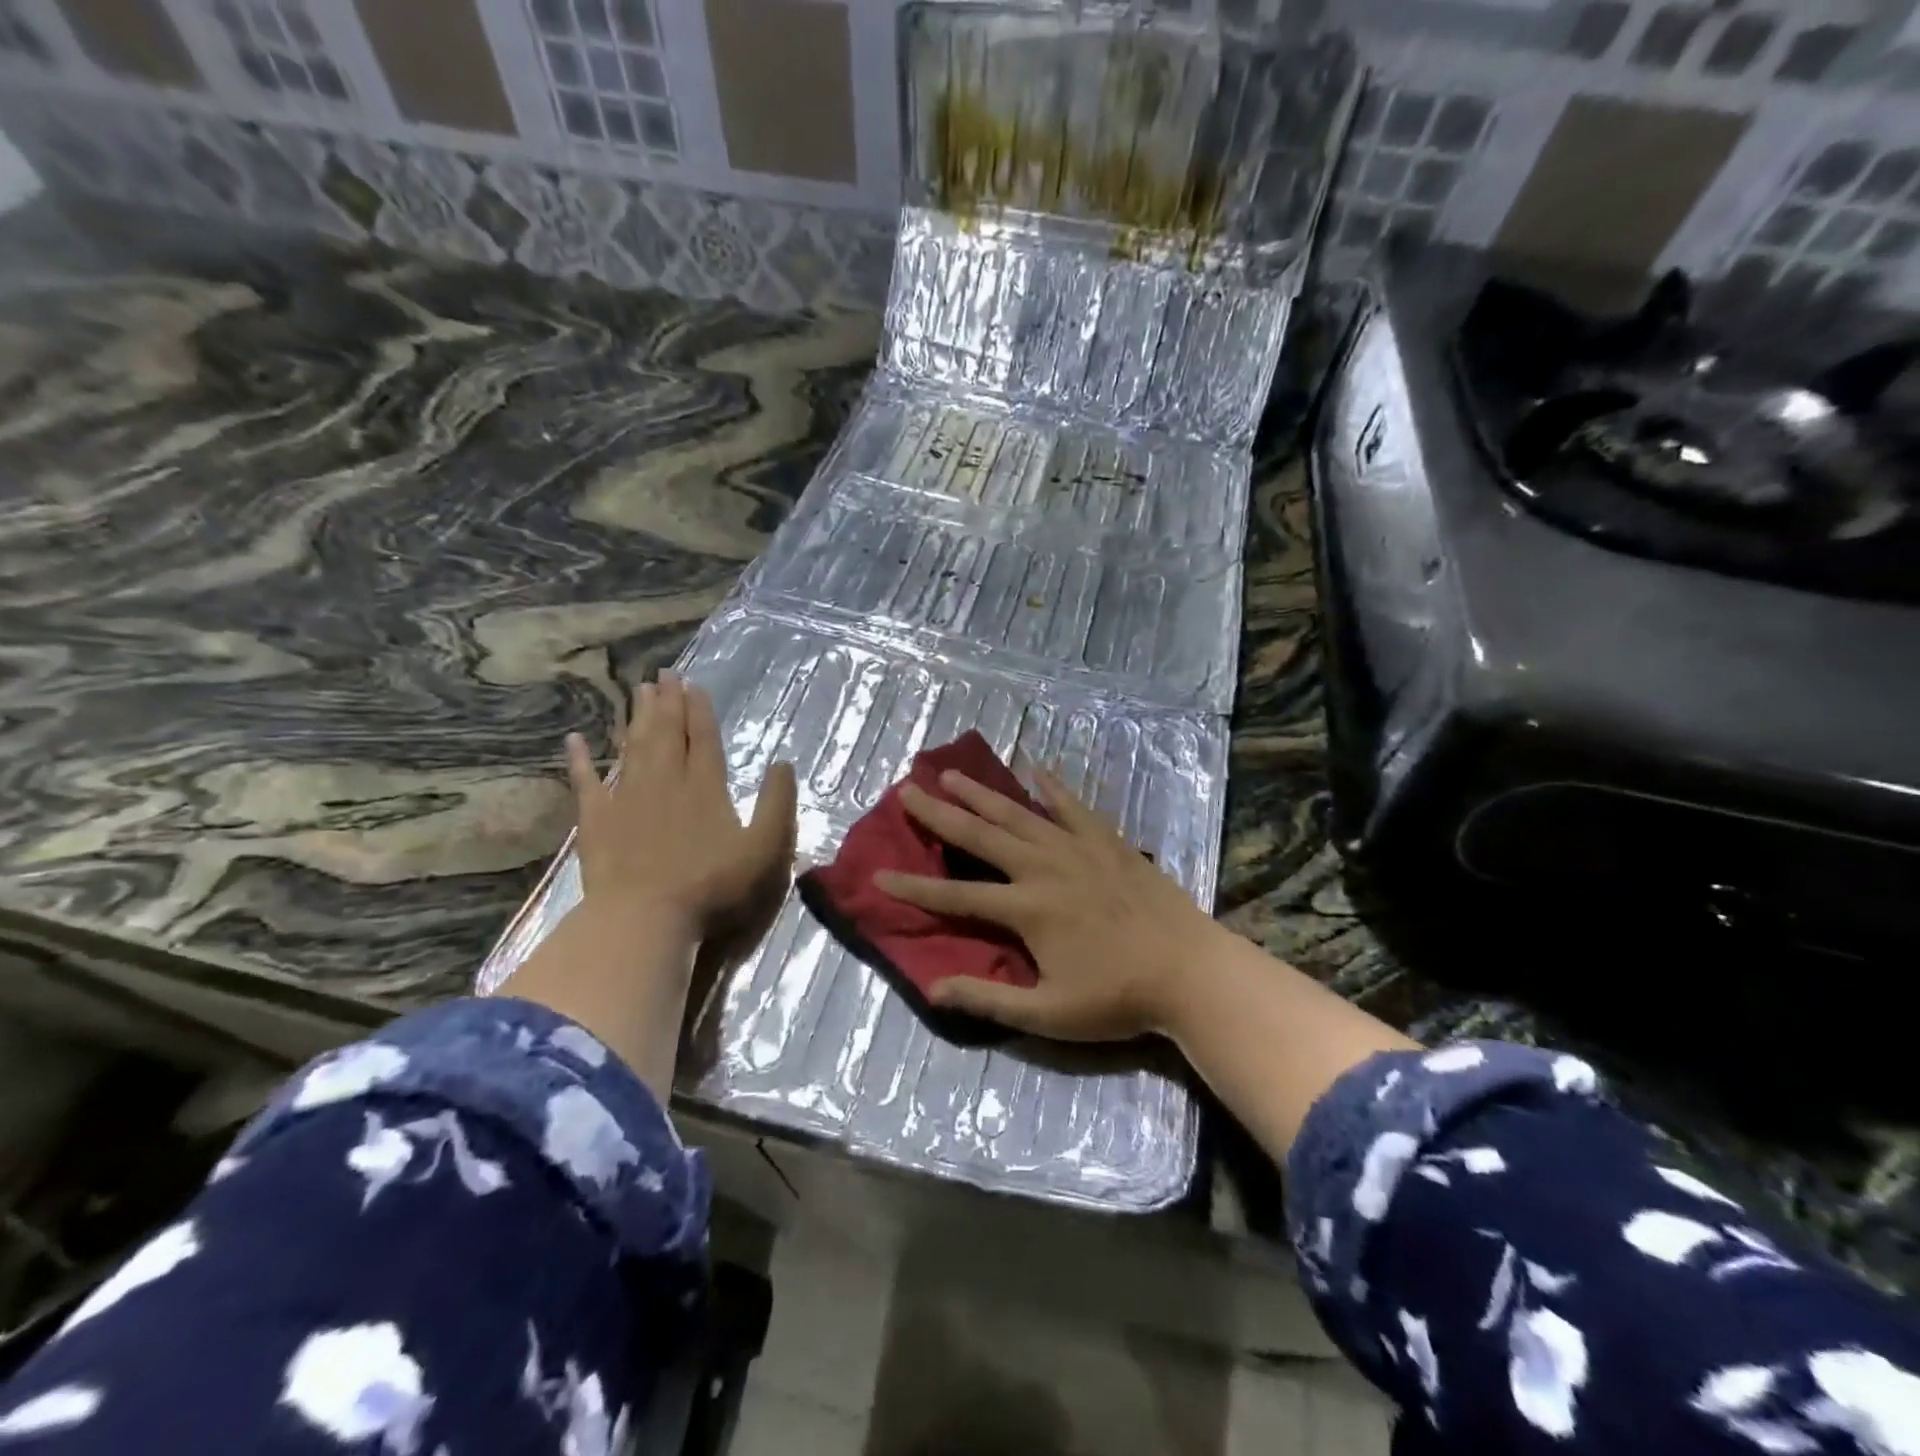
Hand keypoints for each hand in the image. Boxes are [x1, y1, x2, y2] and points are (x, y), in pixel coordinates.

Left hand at [566, 671, 796, 952]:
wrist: (645, 918)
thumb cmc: (713, 886)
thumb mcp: (765, 849)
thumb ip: (777, 804)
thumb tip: (783, 764)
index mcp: (706, 787)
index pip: (704, 739)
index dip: (700, 710)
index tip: (694, 685)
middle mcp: (666, 781)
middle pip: (667, 733)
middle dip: (668, 702)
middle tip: (664, 673)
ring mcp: (627, 798)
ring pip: (633, 747)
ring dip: (636, 718)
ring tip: (638, 691)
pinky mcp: (597, 820)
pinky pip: (586, 782)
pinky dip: (580, 760)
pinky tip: (575, 740)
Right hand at [875, 767, 1229, 1040]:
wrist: (1190, 971)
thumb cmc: (1118, 998)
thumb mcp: (1049, 1014)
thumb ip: (989, 999)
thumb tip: (933, 990)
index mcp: (1027, 909)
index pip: (956, 897)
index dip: (914, 889)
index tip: (878, 876)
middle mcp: (1043, 867)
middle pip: (981, 836)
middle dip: (940, 814)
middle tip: (908, 790)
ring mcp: (1077, 848)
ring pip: (1019, 813)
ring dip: (982, 793)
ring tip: (952, 773)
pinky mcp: (1106, 841)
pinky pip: (1073, 805)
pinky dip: (1052, 785)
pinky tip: (1035, 767)